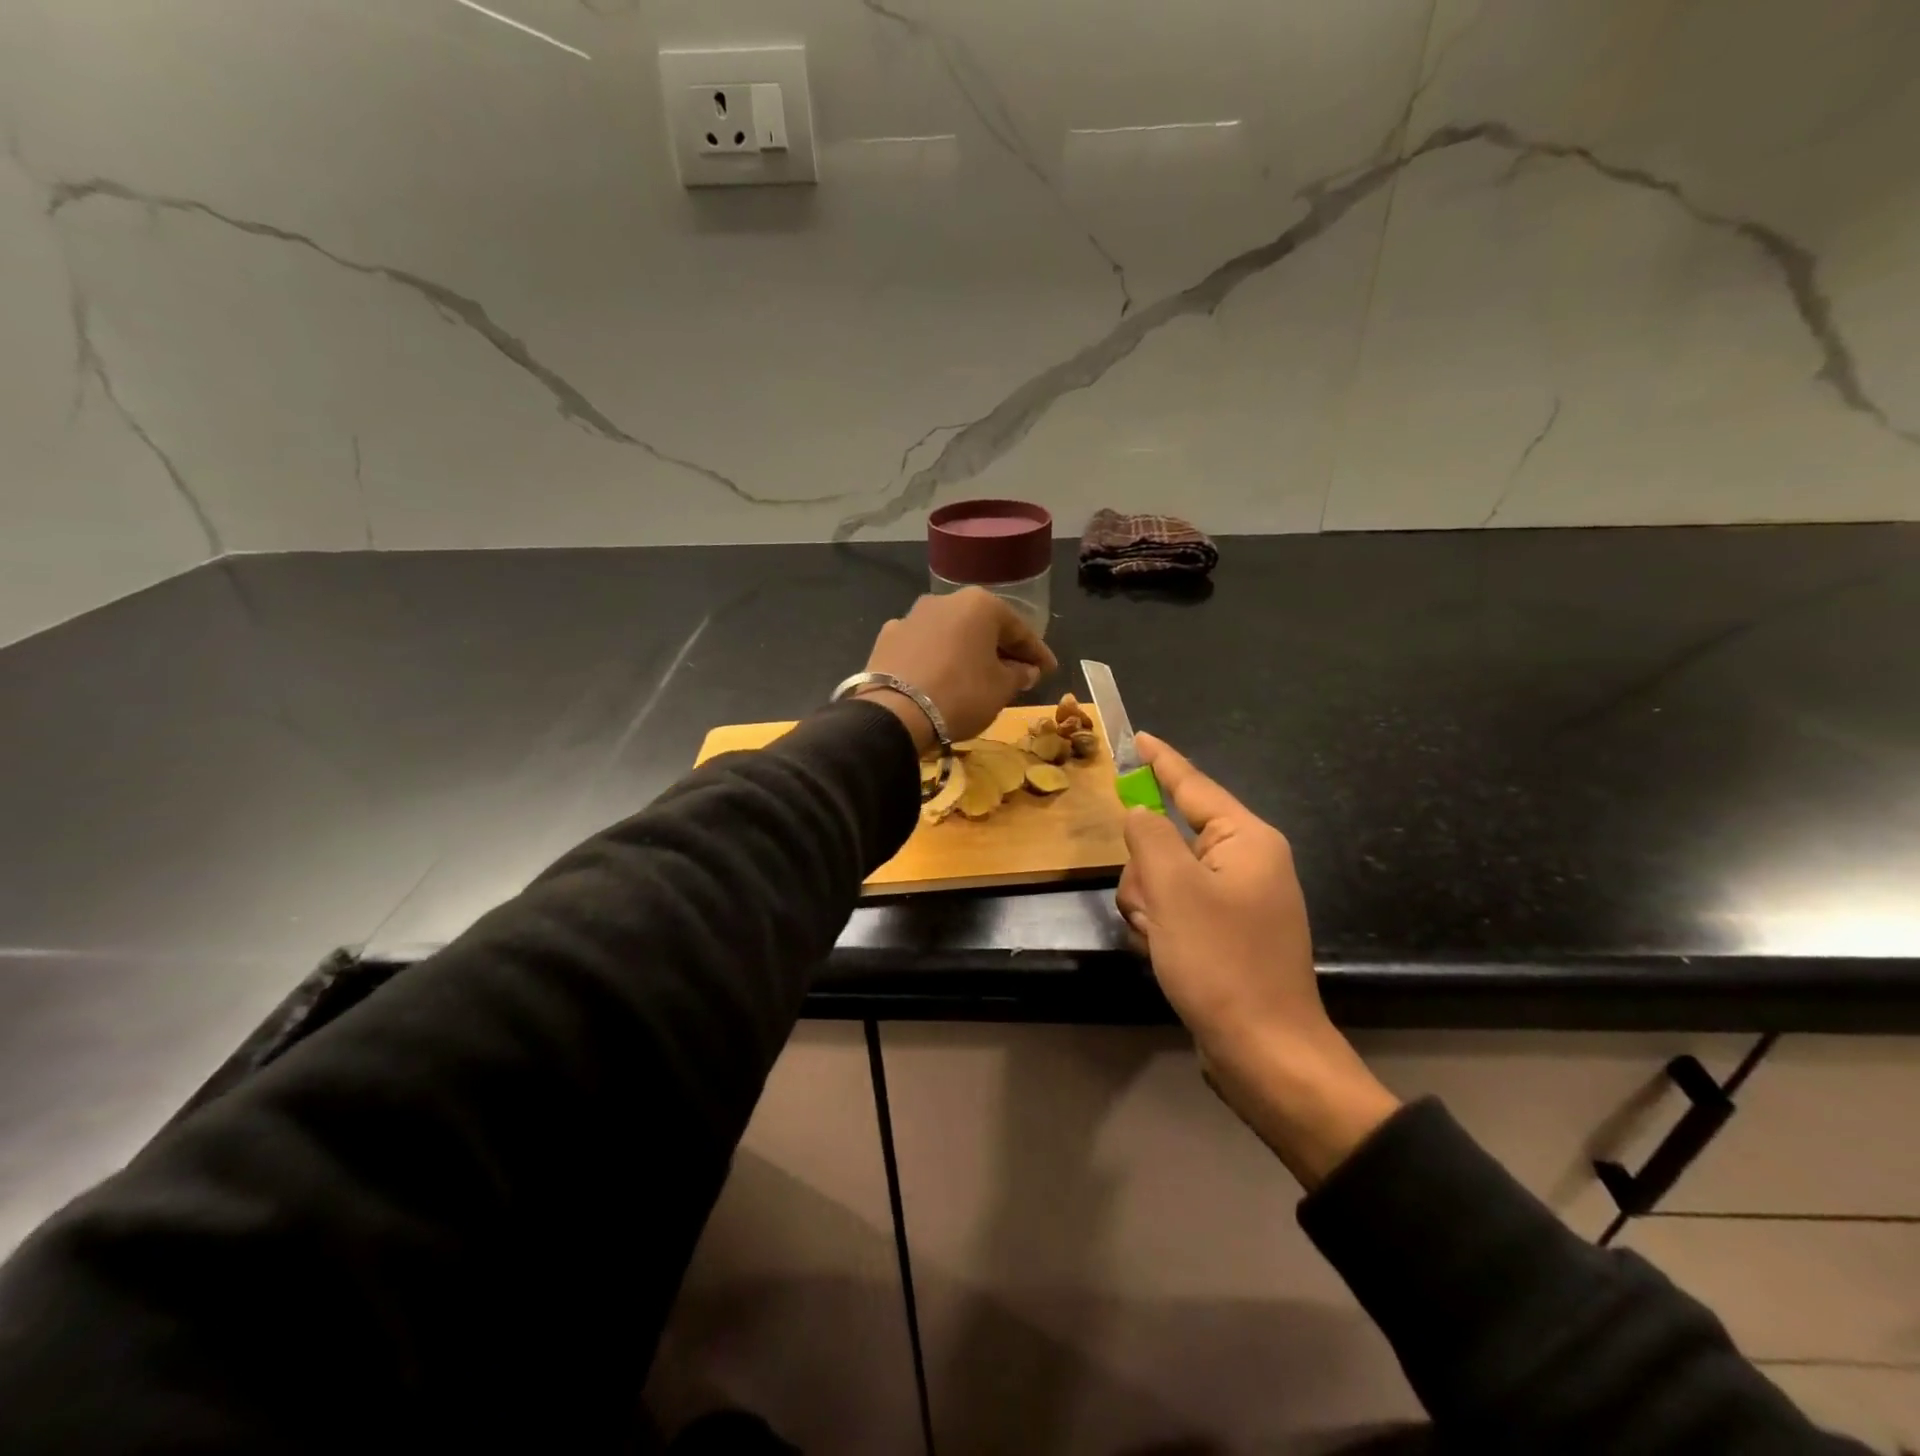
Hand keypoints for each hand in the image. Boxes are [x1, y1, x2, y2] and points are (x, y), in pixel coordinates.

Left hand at [860, 588, 1056, 747]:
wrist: (894, 714)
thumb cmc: (961, 695)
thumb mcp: (1001, 689)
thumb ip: (1019, 675)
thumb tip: (1026, 670)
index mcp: (980, 604)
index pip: (1019, 629)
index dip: (1037, 653)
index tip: (1049, 670)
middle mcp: (944, 600)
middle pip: (982, 627)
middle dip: (1001, 649)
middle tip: (1018, 673)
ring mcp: (911, 617)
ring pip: (951, 634)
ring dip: (967, 652)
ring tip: (978, 676)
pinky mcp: (886, 638)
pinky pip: (923, 647)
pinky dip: (937, 659)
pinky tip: (940, 678)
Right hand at [1116, 734, 1399, 1187]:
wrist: (1265, 1053)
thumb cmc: (1221, 962)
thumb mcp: (1173, 890)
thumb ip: (1149, 836)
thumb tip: (1140, 813)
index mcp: (1246, 840)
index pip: (1194, 785)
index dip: (1161, 761)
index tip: (1137, 738)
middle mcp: (1248, 862)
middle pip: (1172, 837)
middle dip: (1146, 867)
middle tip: (1147, 903)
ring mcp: (1240, 900)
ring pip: (1168, 875)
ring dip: (1150, 900)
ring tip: (1156, 936)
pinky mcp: (1229, 933)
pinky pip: (1180, 907)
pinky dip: (1162, 923)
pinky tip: (1162, 951)